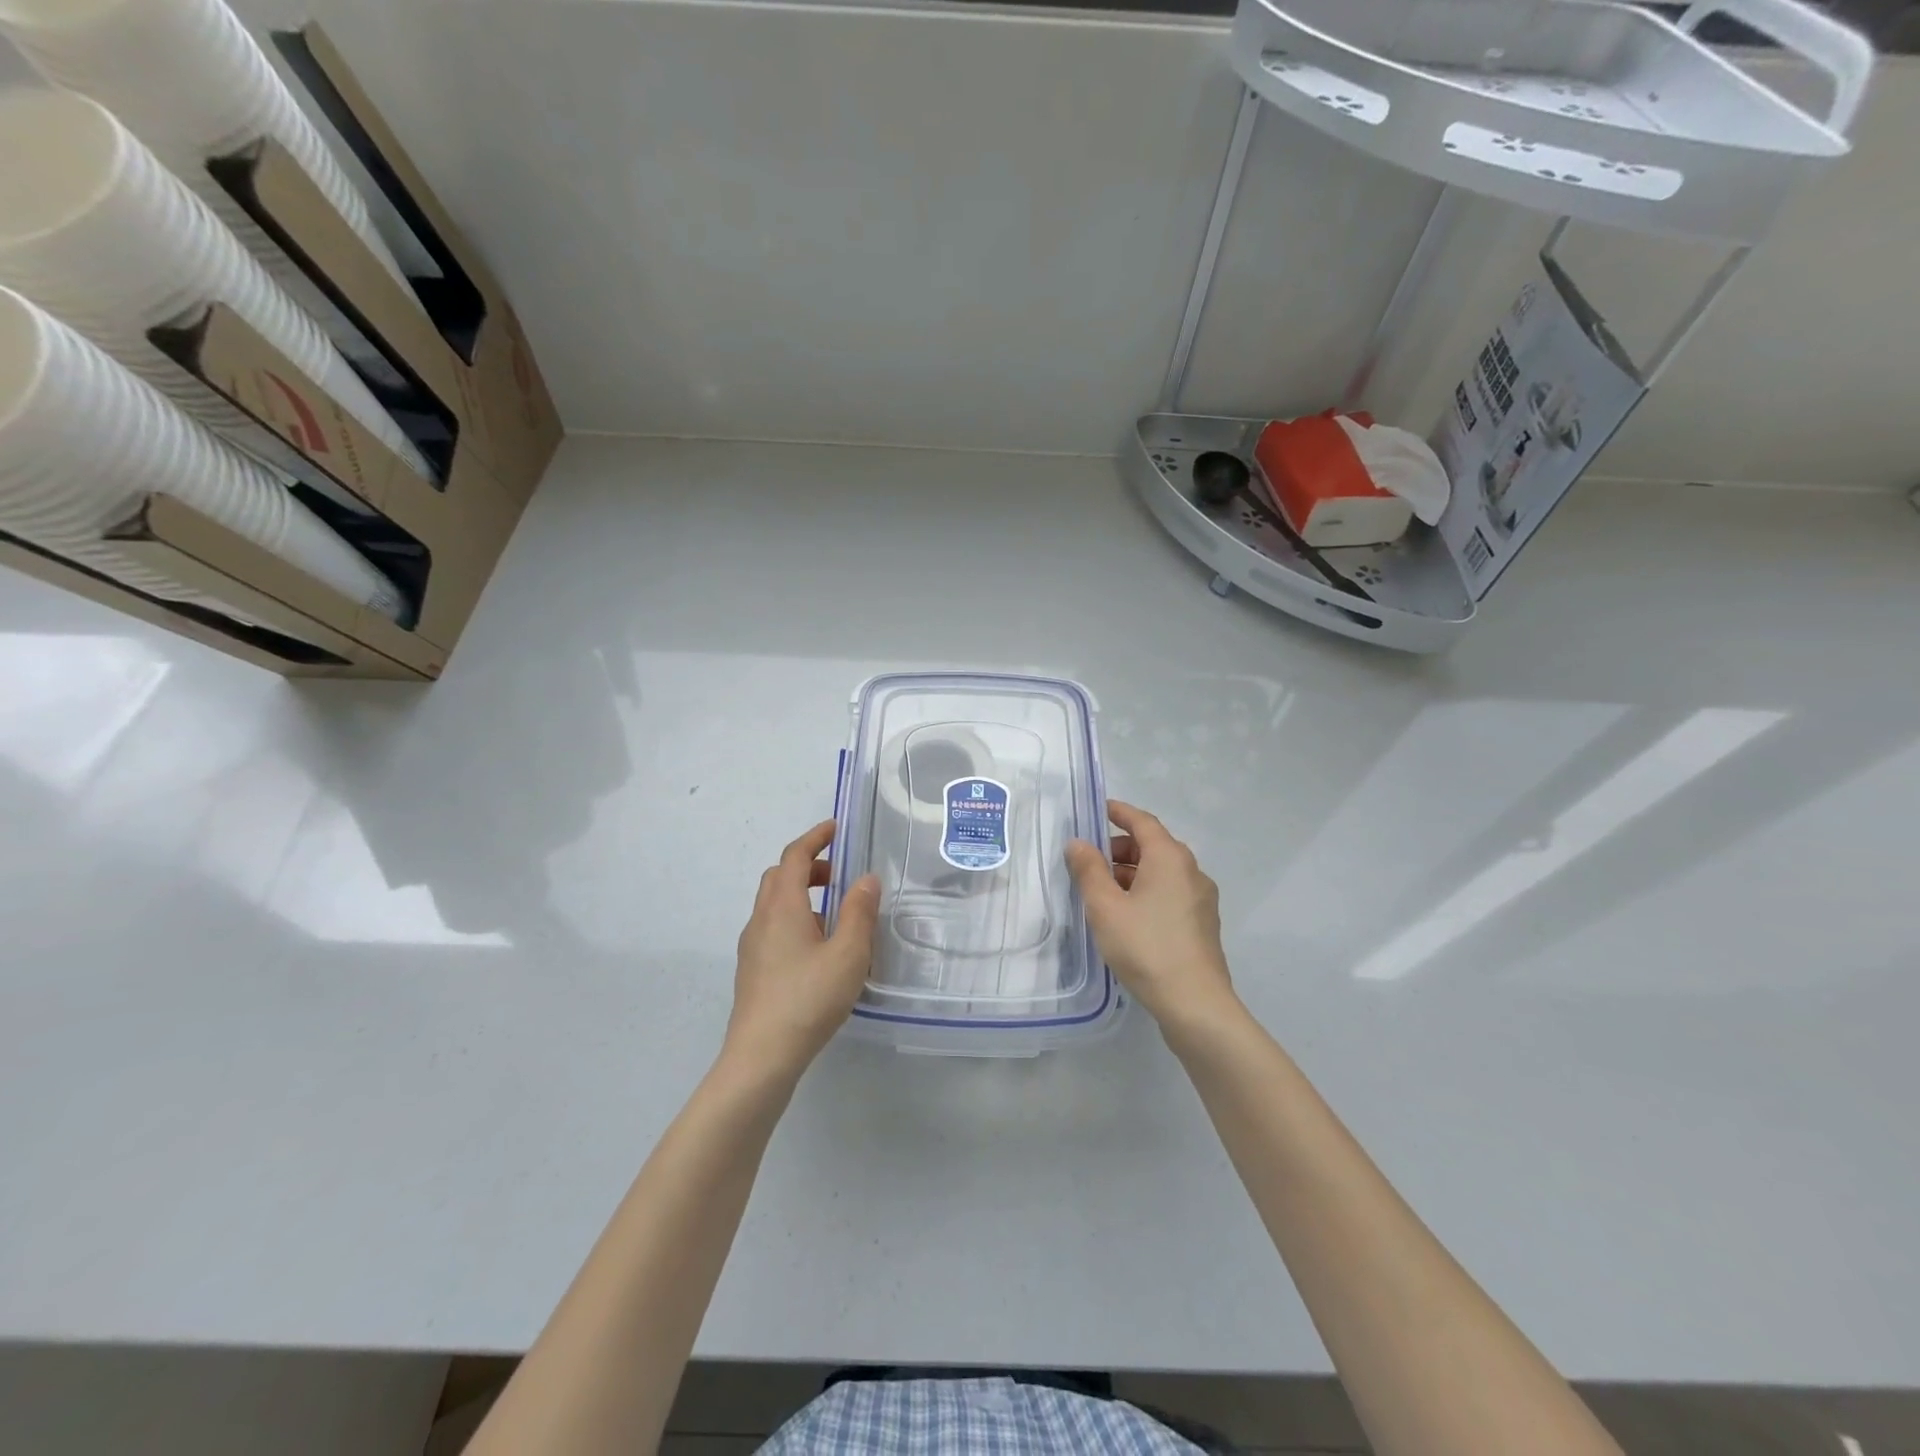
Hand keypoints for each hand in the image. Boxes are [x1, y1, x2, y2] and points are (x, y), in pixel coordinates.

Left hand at [724, 820, 879, 1083]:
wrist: (761, 1056)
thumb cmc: (808, 998)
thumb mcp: (848, 954)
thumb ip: (859, 912)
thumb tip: (866, 879)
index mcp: (783, 906)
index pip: (795, 857)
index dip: (815, 838)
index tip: (836, 828)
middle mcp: (762, 918)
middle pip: (779, 876)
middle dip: (809, 866)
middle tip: (840, 874)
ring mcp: (752, 945)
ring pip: (774, 903)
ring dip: (802, 894)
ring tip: (836, 915)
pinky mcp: (752, 969)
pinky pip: (773, 927)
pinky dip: (795, 919)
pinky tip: (818, 949)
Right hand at [1066, 800, 1238, 1036]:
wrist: (1195, 1003)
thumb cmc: (1146, 947)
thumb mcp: (1105, 907)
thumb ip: (1089, 870)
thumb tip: (1078, 843)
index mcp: (1170, 858)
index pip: (1143, 821)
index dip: (1119, 812)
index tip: (1097, 810)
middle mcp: (1191, 871)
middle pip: (1153, 846)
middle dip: (1120, 847)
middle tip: (1090, 861)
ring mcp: (1201, 898)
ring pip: (1162, 872)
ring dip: (1132, 873)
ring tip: (1102, 892)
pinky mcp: (1202, 923)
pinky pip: (1170, 893)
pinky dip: (1147, 891)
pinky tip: (1127, 916)